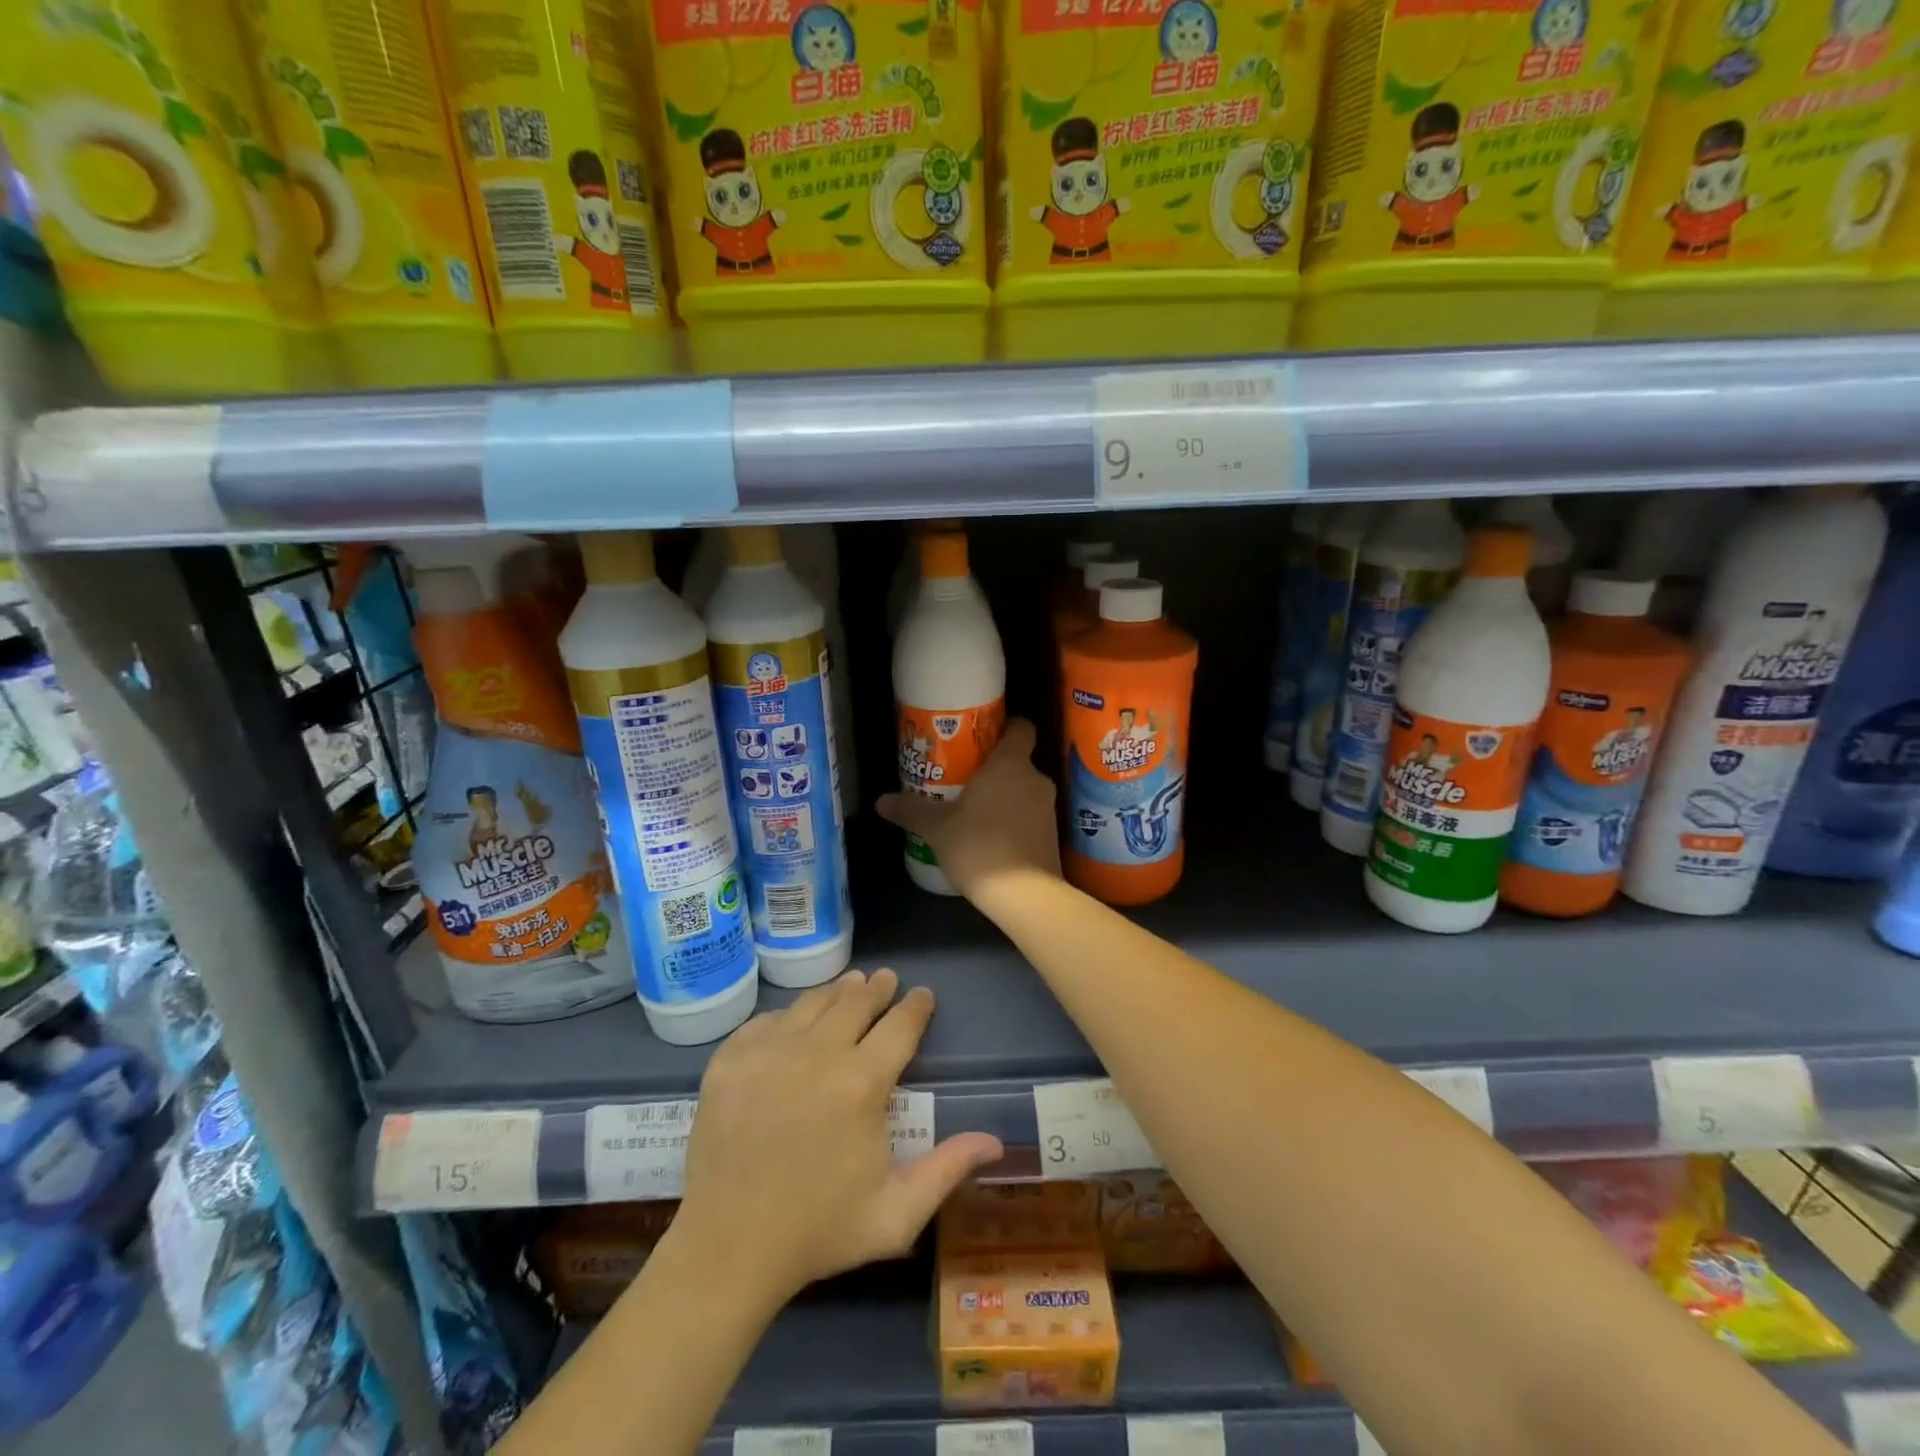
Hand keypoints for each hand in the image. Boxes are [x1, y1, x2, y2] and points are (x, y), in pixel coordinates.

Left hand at [680, 969, 1002, 1302]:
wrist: (727, 1249)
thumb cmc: (819, 1231)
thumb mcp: (895, 1213)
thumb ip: (947, 1169)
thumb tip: (996, 1141)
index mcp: (861, 1083)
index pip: (900, 1025)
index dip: (916, 1006)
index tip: (923, 995)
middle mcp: (816, 1052)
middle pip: (855, 1001)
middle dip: (877, 988)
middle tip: (885, 980)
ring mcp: (768, 1051)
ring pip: (812, 1002)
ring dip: (837, 992)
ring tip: (849, 986)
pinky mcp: (730, 1059)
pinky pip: (768, 1020)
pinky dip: (789, 1016)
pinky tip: (797, 1021)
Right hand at [876, 718, 1062, 899]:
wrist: (1024, 895)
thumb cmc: (979, 845)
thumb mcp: (937, 828)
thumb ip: (911, 810)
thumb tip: (882, 802)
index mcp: (1011, 763)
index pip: (1021, 727)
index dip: (1006, 726)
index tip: (982, 736)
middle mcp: (1036, 779)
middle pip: (1018, 761)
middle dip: (994, 768)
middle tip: (964, 777)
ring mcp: (1048, 808)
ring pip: (1024, 790)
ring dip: (1004, 796)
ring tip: (973, 809)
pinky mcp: (1052, 836)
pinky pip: (1030, 816)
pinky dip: (1014, 820)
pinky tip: (990, 837)